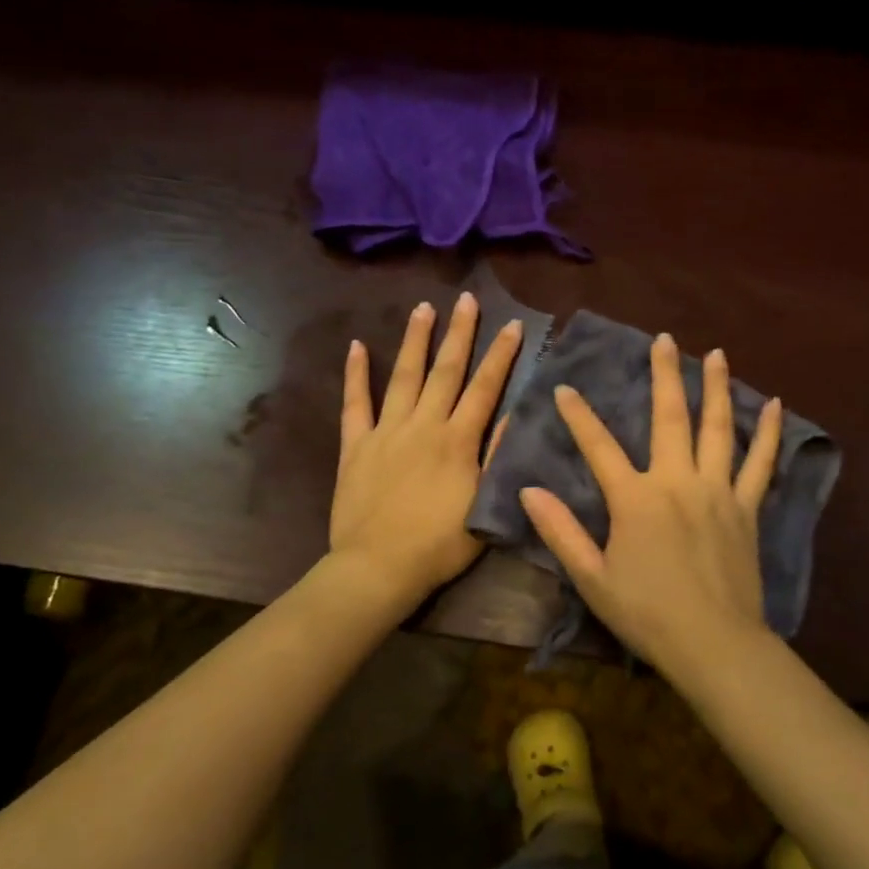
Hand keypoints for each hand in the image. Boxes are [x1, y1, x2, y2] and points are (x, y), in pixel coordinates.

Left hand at [331, 291, 521, 607]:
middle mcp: (423, 425)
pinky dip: (356, 374)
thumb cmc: (439, 545)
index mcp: (457, 440)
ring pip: (404, 377)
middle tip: (467, 300)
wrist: (378, 568)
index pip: (484, 388)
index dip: (501, 356)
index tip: (513, 326)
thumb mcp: (483, 506)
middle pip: (445, 371)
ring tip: (423, 308)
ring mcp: (386, 432)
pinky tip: (356, 347)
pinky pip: (355, 404)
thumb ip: (496, 458)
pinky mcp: (356, 445)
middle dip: (460, 334)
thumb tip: (511, 415)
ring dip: (415, 341)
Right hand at [518, 333, 782, 675]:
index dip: (578, 416)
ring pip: (718, 428)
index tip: (564, 388)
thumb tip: (529, 491)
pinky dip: (768, 433)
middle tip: (664, 340)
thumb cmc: (647, 614)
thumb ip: (561, 531)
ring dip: (716, 388)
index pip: (599, 447)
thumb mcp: (592, 578)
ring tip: (717, 354)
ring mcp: (717, 490)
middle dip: (665, 374)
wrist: (714, 644)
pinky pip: (760, 463)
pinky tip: (775, 404)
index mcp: (635, 499)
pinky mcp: (746, 507)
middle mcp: (677, 481)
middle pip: (670, 417)